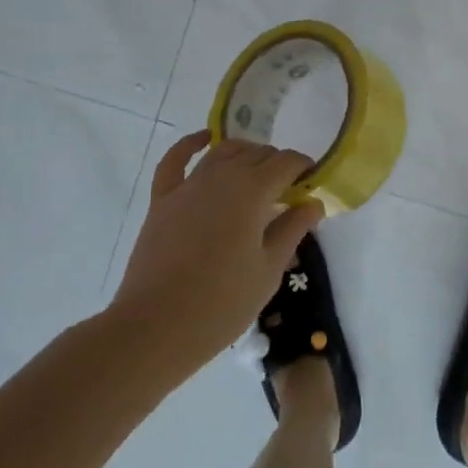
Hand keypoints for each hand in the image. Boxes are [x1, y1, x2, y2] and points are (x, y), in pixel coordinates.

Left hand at [111, 132, 323, 372]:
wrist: (155, 328)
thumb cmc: (221, 304)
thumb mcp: (269, 270)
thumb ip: (292, 229)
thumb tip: (313, 203)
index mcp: (253, 191)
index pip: (286, 163)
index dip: (303, 168)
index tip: (311, 185)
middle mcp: (222, 176)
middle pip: (257, 154)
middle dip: (276, 164)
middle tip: (287, 191)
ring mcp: (188, 185)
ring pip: (223, 152)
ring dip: (245, 154)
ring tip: (256, 171)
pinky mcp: (162, 199)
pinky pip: (176, 160)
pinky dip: (191, 144)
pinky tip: (204, 139)